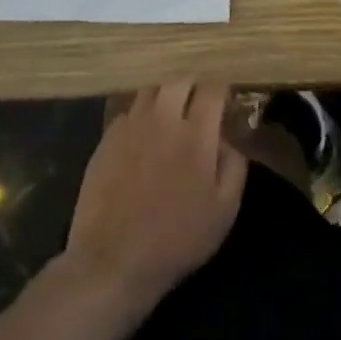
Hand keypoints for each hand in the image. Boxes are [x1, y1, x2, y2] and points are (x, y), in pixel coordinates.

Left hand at [65, 81, 246, 305]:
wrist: (112, 261)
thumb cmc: (176, 239)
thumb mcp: (224, 211)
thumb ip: (234, 166)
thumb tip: (229, 139)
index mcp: (196, 132)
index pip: (212, 87)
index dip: (222, 88)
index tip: (226, 100)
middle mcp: (163, 118)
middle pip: (179, 78)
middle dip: (193, 85)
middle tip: (198, 104)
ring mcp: (131, 125)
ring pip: (151, 89)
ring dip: (165, 96)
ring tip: (170, 114)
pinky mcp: (106, 138)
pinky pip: (128, 112)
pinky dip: (140, 116)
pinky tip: (143, 137)